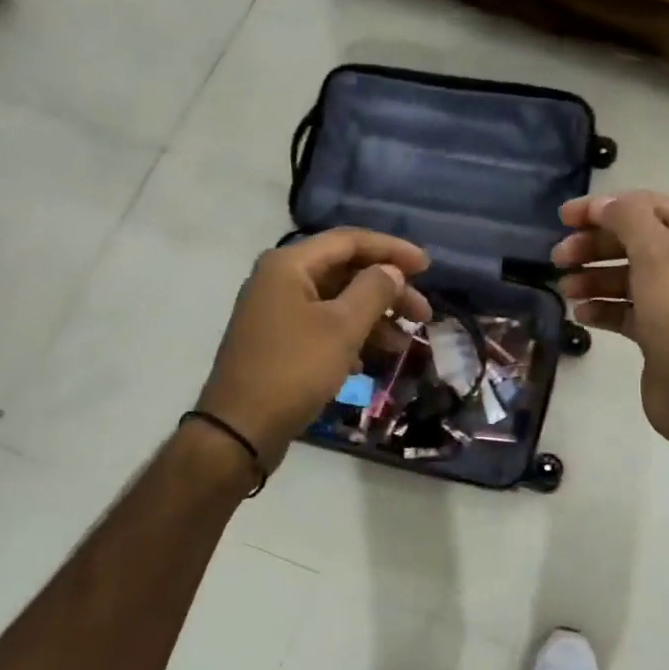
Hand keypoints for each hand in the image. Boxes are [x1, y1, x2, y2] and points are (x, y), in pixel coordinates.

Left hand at [197, 229, 431, 469]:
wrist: (240, 428)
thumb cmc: (294, 369)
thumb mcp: (342, 327)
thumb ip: (374, 291)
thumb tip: (391, 271)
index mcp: (290, 265)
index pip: (349, 241)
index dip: (391, 249)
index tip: (427, 267)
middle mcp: (279, 280)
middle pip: (345, 271)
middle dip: (388, 290)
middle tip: (423, 313)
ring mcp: (276, 312)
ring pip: (336, 302)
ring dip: (373, 318)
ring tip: (404, 343)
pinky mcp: (278, 342)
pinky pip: (322, 326)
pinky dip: (350, 337)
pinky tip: (367, 362)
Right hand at [552, 191, 668, 448]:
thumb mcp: (656, 253)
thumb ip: (628, 218)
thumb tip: (604, 204)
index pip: (647, 207)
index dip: (604, 207)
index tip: (564, 218)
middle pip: (632, 242)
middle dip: (594, 246)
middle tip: (558, 257)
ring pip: (625, 278)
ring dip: (593, 279)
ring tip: (566, 289)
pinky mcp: (658, 333)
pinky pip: (624, 311)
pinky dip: (602, 309)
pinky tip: (582, 315)